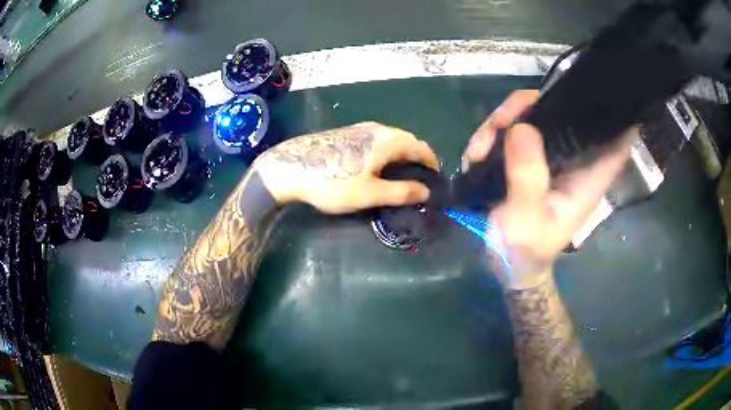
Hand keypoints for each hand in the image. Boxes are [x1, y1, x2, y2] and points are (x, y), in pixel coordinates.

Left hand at [255, 122, 439, 213]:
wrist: (291, 167)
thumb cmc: (333, 182)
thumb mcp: (370, 193)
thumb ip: (401, 192)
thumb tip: (426, 191)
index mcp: (388, 140)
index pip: (421, 147)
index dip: (432, 162)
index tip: (436, 177)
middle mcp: (377, 129)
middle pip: (407, 140)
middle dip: (418, 157)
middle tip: (421, 177)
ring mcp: (360, 128)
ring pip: (391, 138)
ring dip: (402, 153)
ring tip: (403, 172)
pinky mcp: (347, 133)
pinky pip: (377, 139)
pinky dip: (387, 150)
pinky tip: (379, 164)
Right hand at [463, 90, 632, 288]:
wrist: (507, 263)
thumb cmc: (526, 250)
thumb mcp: (526, 219)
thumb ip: (528, 177)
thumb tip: (521, 127)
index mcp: (588, 174)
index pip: (615, 135)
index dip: (609, 109)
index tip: (588, 89)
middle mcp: (573, 158)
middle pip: (562, 110)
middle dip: (526, 107)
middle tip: (497, 124)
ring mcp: (550, 155)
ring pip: (531, 115)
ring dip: (500, 122)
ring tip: (478, 149)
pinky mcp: (529, 156)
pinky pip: (512, 129)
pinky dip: (491, 135)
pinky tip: (476, 155)